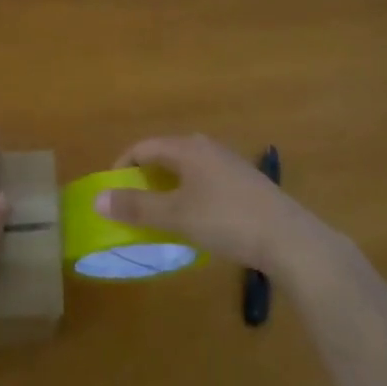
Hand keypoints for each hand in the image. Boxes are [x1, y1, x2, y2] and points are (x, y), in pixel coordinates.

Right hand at [99, 134, 335, 276]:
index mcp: (188, 148)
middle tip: (133, 206)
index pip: (144, 147)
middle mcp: (208, 147)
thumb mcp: (176, 216)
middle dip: (145, 178)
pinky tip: (196, 220)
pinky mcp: (246, 182)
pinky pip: (206, 181)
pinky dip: (190, 194)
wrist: (288, 238)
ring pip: (187, 169)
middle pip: (166, 155)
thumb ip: (136, 207)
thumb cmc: (226, 221)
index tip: (111, 194)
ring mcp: (230, 164)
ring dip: (168, 188)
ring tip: (161, 215)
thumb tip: (98, 199)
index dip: (122, 167)